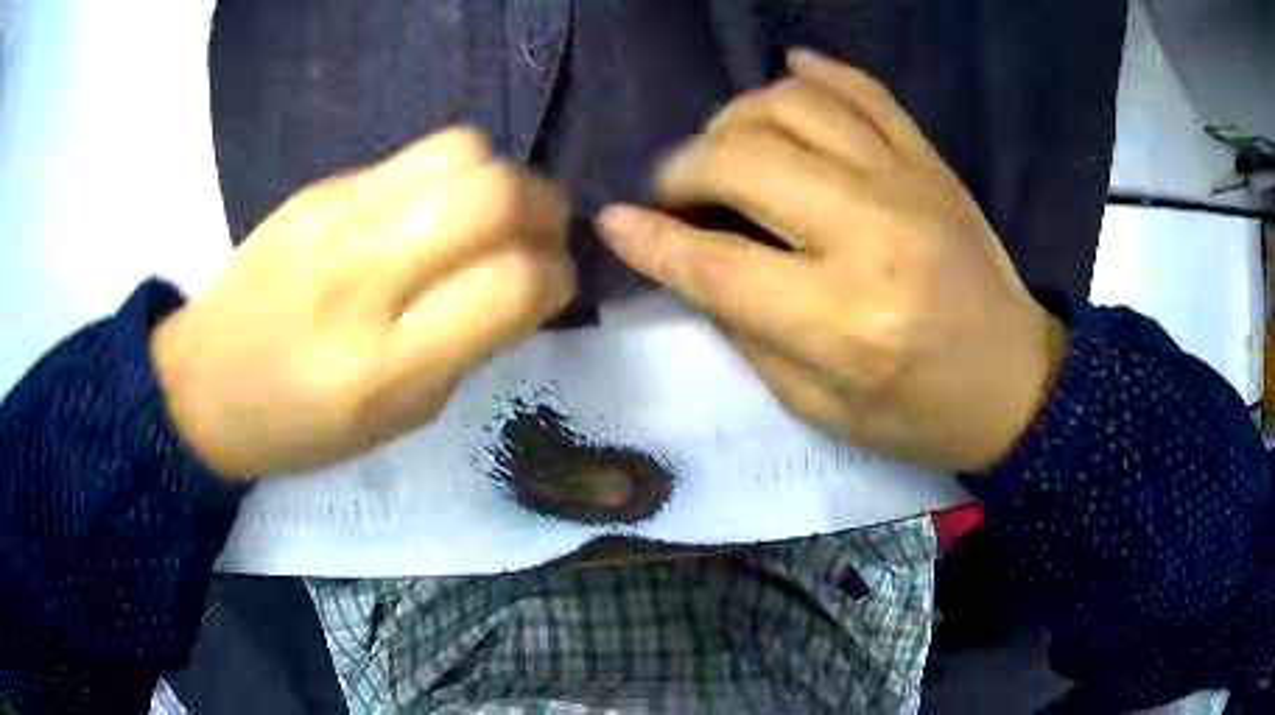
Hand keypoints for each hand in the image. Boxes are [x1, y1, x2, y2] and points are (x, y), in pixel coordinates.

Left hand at [152, 128, 574, 481]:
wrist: (205, 381)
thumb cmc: (301, 425)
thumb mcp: (399, 419)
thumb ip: (469, 347)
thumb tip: (523, 282)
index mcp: (385, 367)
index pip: (512, 285)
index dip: (555, 277)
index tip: (551, 286)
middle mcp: (361, 278)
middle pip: (493, 195)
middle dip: (544, 209)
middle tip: (535, 237)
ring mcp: (335, 218)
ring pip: (462, 152)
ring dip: (500, 179)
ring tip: (486, 217)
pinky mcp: (320, 187)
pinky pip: (414, 156)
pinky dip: (448, 178)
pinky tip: (427, 212)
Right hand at [597, 51, 1066, 471]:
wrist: (1016, 381)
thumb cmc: (920, 413)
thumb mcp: (822, 406)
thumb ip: (748, 333)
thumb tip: (686, 266)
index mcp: (844, 320)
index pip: (717, 263)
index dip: (651, 239)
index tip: (612, 221)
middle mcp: (872, 233)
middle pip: (743, 160)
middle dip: (683, 168)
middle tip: (674, 193)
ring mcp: (908, 182)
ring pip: (792, 105)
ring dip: (735, 117)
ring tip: (726, 149)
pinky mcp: (930, 160)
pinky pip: (862, 90)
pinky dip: (814, 74)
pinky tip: (786, 80)